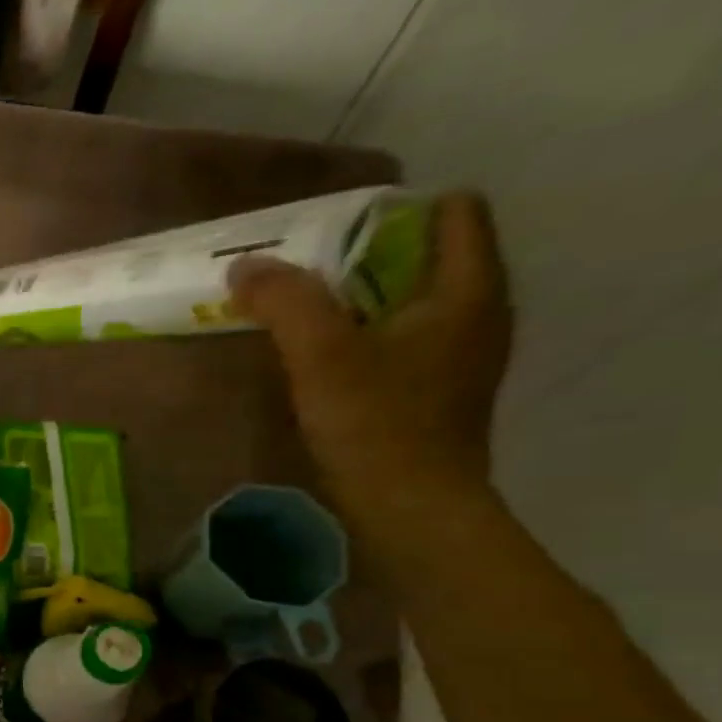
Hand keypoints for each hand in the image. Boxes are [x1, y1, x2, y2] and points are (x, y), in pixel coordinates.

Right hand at [227, 192, 512, 517]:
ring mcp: (460, 355)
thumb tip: (245, 265)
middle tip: (300, 270)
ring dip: (359, 299)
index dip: (392, 212)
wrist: (410, 510)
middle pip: (426, 255)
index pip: (452, 212)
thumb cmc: (377, 426)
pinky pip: (401, 339)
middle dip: (364, 255)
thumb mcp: (322, 356)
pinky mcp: (436, 391)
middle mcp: (477, 313)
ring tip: (301, 312)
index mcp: (468, 290)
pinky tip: (323, 359)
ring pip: (410, 301)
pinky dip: (364, 335)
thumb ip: (285, 303)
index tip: (329, 233)